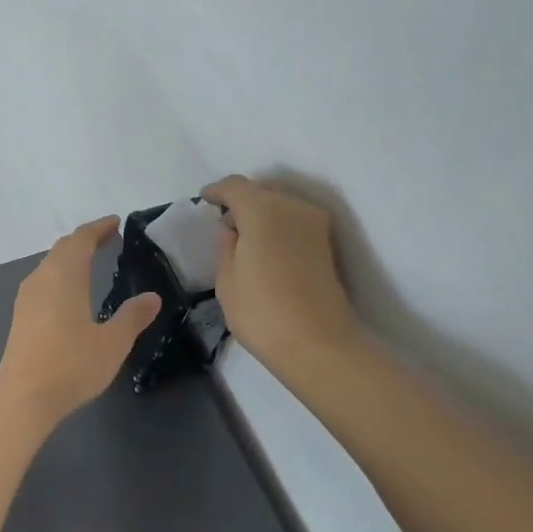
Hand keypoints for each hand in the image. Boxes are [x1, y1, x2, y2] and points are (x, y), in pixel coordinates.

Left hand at [0, 218, 160, 424]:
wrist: (24, 396)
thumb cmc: (72, 364)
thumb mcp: (113, 342)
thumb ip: (132, 316)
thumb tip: (152, 297)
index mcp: (65, 276)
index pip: (81, 239)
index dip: (99, 228)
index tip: (116, 222)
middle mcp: (42, 278)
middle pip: (62, 248)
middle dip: (85, 240)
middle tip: (107, 238)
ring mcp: (26, 296)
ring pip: (49, 264)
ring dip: (69, 257)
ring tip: (90, 262)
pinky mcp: (20, 315)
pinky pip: (42, 281)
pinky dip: (59, 275)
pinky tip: (69, 292)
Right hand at [203, 176, 359, 374]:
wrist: (319, 345)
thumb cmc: (262, 313)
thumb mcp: (227, 281)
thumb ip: (225, 247)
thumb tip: (230, 229)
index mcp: (262, 210)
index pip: (235, 186)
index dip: (217, 191)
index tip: (205, 200)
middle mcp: (292, 207)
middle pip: (261, 192)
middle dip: (241, 202)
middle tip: (223, 223)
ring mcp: (314, 224)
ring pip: (280, 206)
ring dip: (261, 215)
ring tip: (244, 238)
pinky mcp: (326, 244)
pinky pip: (294, 222)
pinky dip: (277, 227)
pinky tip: (265, 248)